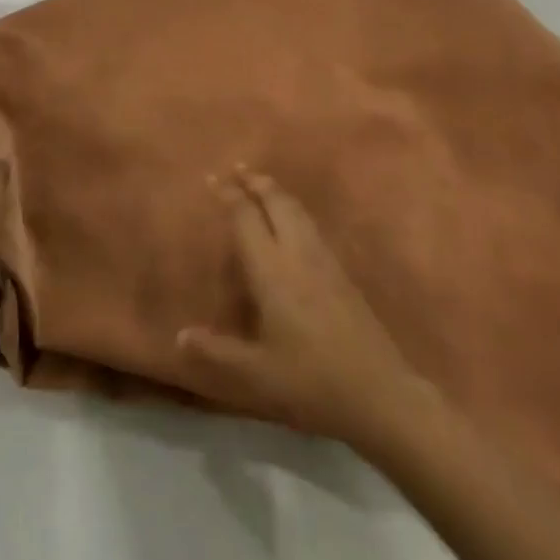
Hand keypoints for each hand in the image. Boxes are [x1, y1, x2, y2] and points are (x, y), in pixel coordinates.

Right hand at [177, 166, 420, 445]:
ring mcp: (324, 260)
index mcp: (272, 270)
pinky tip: (294, 221)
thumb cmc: (311, 381)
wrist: (379, 393)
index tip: (211, 176)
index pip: (246, 217)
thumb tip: (180, 336)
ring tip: (263, 184)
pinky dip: (294, 209)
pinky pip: (311, 225)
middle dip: (256, 182)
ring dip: (277, 192)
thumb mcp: (257, 374)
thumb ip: (217, 353)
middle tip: (238, 167)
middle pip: (276, 203)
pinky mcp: (342, 272)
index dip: (227, 195)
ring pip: (297, 210)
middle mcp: (297, 253)